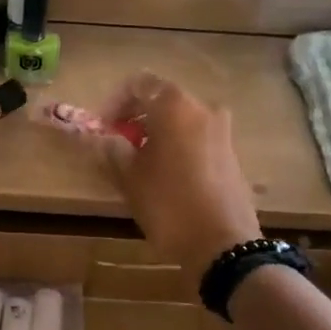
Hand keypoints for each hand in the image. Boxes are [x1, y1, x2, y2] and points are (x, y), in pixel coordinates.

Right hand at [95, 73, 262, 271]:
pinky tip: (165, 172)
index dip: (114, 102)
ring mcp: (221, 129)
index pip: (138, 84)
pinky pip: (196, 135)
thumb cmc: (169, 205)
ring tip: (138, 161)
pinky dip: (177, 143)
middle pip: (161, 98)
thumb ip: (111, 149)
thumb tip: (100, 138)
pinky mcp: (230, 152)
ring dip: (156, 130)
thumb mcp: (130, 177)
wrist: (223, 245)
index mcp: (175, 105)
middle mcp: (202, 108)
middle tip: (116, 143)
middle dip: (134, 116)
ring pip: (180, 118)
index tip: (102, 128)